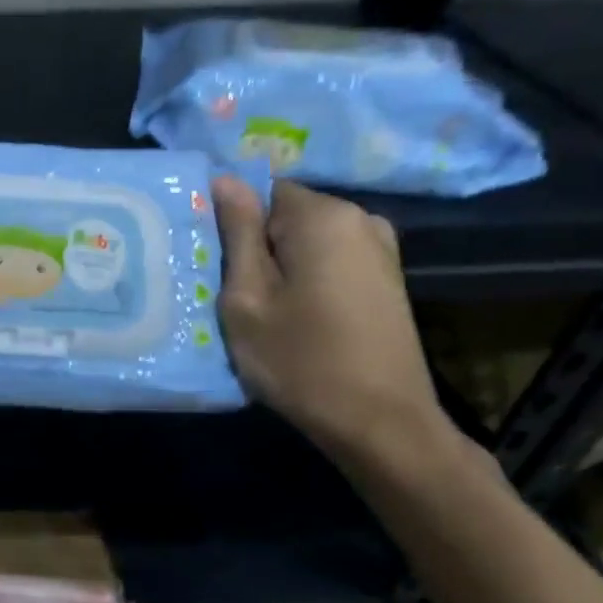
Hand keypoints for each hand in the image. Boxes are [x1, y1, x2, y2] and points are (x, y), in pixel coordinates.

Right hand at [212, 177, 447, 463]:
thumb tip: (224, 180)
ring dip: (280, 267)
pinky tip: (296, 319)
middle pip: (285, 215)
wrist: (380, 423)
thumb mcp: (247, 298)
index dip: (231, 225)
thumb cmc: (300, 360)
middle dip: (256, 246)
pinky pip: (329, 261)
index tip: (216, 265)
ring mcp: (380, 249)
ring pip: (306, 241)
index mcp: (323, 216)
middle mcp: (360, 218)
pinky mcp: (386, 278)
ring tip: (263, 311)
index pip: (260, 191)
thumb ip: (236, 233)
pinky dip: (306, 280)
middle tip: (233, 295)